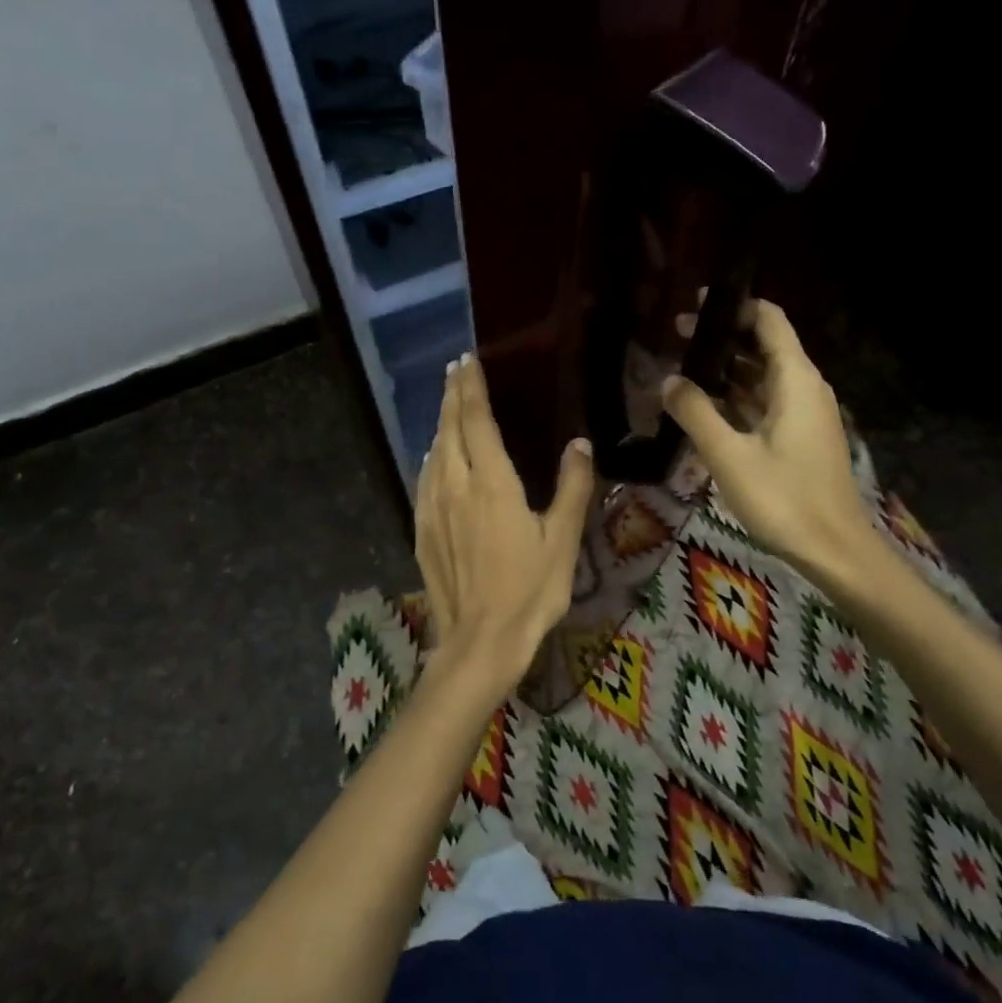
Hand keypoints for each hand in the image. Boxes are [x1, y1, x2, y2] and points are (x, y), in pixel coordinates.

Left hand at [416, 354, 595, 700]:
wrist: (479, 642)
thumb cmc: (529, 591)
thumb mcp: (562, 540)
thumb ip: (572, 487)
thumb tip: (580, 443)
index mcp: (491, 483)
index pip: (476, 420)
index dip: (471, 387)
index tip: (466, 361)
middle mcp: (455, 486)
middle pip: (448, 429)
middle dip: (451, 395)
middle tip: (454, 370)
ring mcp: (432, 509)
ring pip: (433, 453)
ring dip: (440, 424)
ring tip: (447, 406)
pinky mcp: (421, 531)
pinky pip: (423, 480)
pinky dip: (431, 458)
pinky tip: (435, 459)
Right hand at [662, 301, 897, 601]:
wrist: (834, 550)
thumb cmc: (783, 498)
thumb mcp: (729, 455)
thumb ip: (696, 412)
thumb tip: (668, 379)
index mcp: (795, 379)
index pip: (769, 321)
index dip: (735, 306)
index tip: (695, 305)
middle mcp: (804, 387)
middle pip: (763, 346)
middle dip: (722, 338)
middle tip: (676, 336)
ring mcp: (804, 414)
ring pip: (762, 376)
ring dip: (726, 370)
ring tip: (682, 368)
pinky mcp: (800, 438)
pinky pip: (765, 402)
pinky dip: (736, 397)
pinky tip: (705, 406)